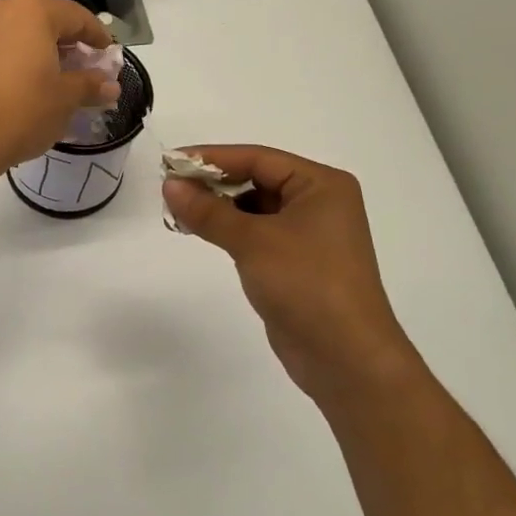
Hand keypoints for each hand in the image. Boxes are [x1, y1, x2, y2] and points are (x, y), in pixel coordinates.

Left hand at [0, 0, 117, 176]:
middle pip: (39, 21)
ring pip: (9, 34)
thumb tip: (109, 85)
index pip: (75, 16)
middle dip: (61, 43)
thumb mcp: (65, 100)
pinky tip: (12, 89)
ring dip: (30, 52)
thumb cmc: (20, 113)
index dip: (96, 36)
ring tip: (45, 80)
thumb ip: (90, 85)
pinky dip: (4, 63)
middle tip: (79, 69)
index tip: (107, 54)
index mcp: (29, 9)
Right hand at [163, 146, 417, 407]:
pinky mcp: (297, 263)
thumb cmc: (306, 284)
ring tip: (179, 212)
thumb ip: (208, 211)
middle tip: (170, 189)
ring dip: (219, 209)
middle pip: (257, 180)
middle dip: (214, 184)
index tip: (171, 161)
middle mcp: (319, 203)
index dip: (212, 157)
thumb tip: (170, 185)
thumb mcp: (253, 241)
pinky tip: (203, 234)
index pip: (258, 158)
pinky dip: (231, 231)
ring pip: (255, 209)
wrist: (346, 357)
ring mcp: (309, 235)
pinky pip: (258, 234)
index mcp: (321, 185)